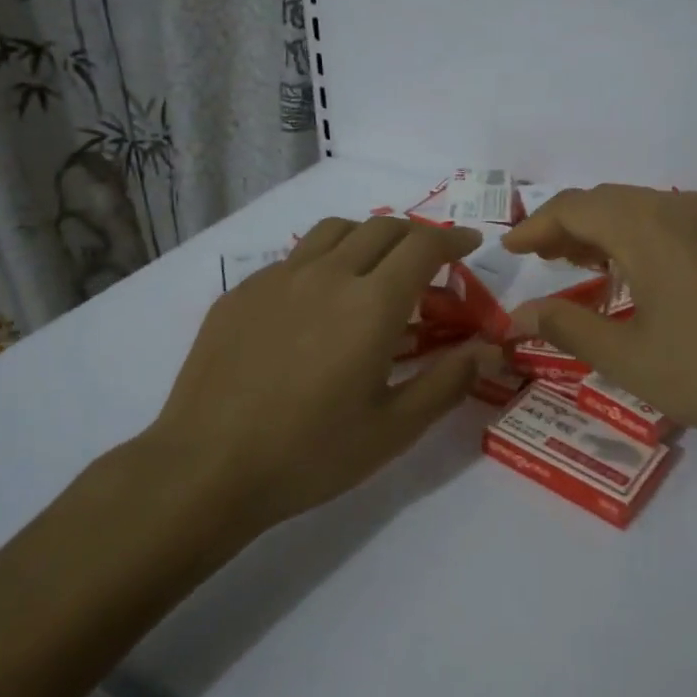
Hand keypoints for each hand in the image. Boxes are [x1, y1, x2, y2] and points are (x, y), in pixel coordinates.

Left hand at [145, 215, 492, 532]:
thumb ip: (448, 382)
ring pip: (335, 231)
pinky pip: (294, 258)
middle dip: (416, 235)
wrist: (207, 468)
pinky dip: (323, 262)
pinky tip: (317, 302)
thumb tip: (489, 349)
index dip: (452, 240)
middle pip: (382, 228)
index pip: (423, 246)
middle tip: (429, 262)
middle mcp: (327, 275)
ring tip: (376, 267)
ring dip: (368, 237)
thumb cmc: (310, 454)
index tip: (468, 247)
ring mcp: (278, 278)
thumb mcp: (394, 429)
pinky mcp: (241, 292)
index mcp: (372, 305)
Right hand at [502, 185, 696, 460]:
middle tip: (542, 259)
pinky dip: (643, 237)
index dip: (536, 226)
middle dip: (568, 226)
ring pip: (644, 209)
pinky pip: (677, 223)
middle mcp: (680, 209)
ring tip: (583, 263)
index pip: (574, 208)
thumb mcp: (628, 358)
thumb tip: (521, 313)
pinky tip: (643, 273)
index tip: (510, 249)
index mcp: (646, 228)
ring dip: (606, 230)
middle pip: (608, 201)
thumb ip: (568, 327)